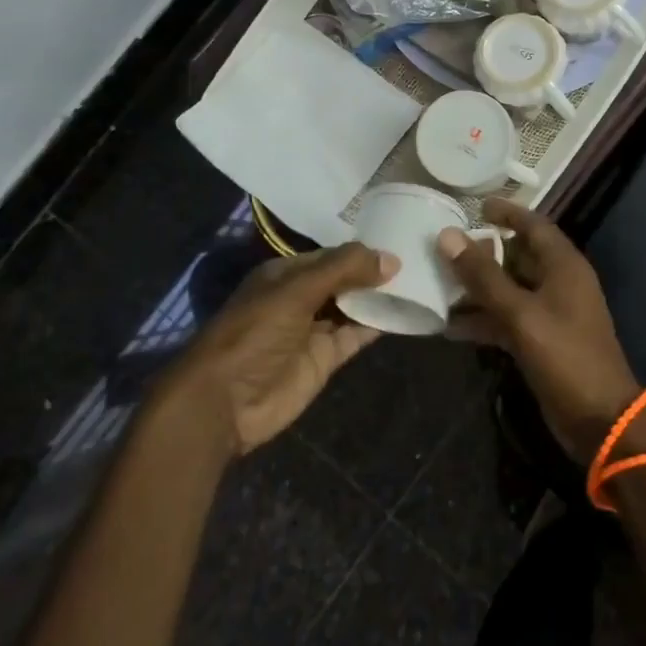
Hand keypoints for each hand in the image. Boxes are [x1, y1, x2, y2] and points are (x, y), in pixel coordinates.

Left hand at [174, 243, 396, 454]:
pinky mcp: (325, 359)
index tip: (400, 243)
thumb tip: (391, 258)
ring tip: (420, 282)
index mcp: (286, 274)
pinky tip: (406, 313)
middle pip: (345, 279)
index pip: (332, 255)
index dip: (362, 251)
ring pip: (354, 306)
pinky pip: (357, 335)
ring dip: (380, 297)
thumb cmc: (255, 333)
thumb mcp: (297, 290)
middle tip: (418, 259)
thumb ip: (343, 270)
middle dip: (374, 272)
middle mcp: (301, 297)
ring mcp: (314, 329)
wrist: (225, 402)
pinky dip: (379, 325)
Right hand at [438, 199, 642, 461]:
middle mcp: (558, 282)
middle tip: (443, 247)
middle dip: (482, 252)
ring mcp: (550, 313)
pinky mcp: (540, 340)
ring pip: (508, 289)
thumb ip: (483, 276)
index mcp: (563, 265)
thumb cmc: (566, 356)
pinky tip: (449, 327)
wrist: (600, 421)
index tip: (473, 205)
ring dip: (477, 288)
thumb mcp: (521, 314)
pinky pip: (507, 319)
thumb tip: (447, 235)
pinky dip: (483, 319)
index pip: (533, 224)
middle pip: (516, 256)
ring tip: (436, 284)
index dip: (505, 212)